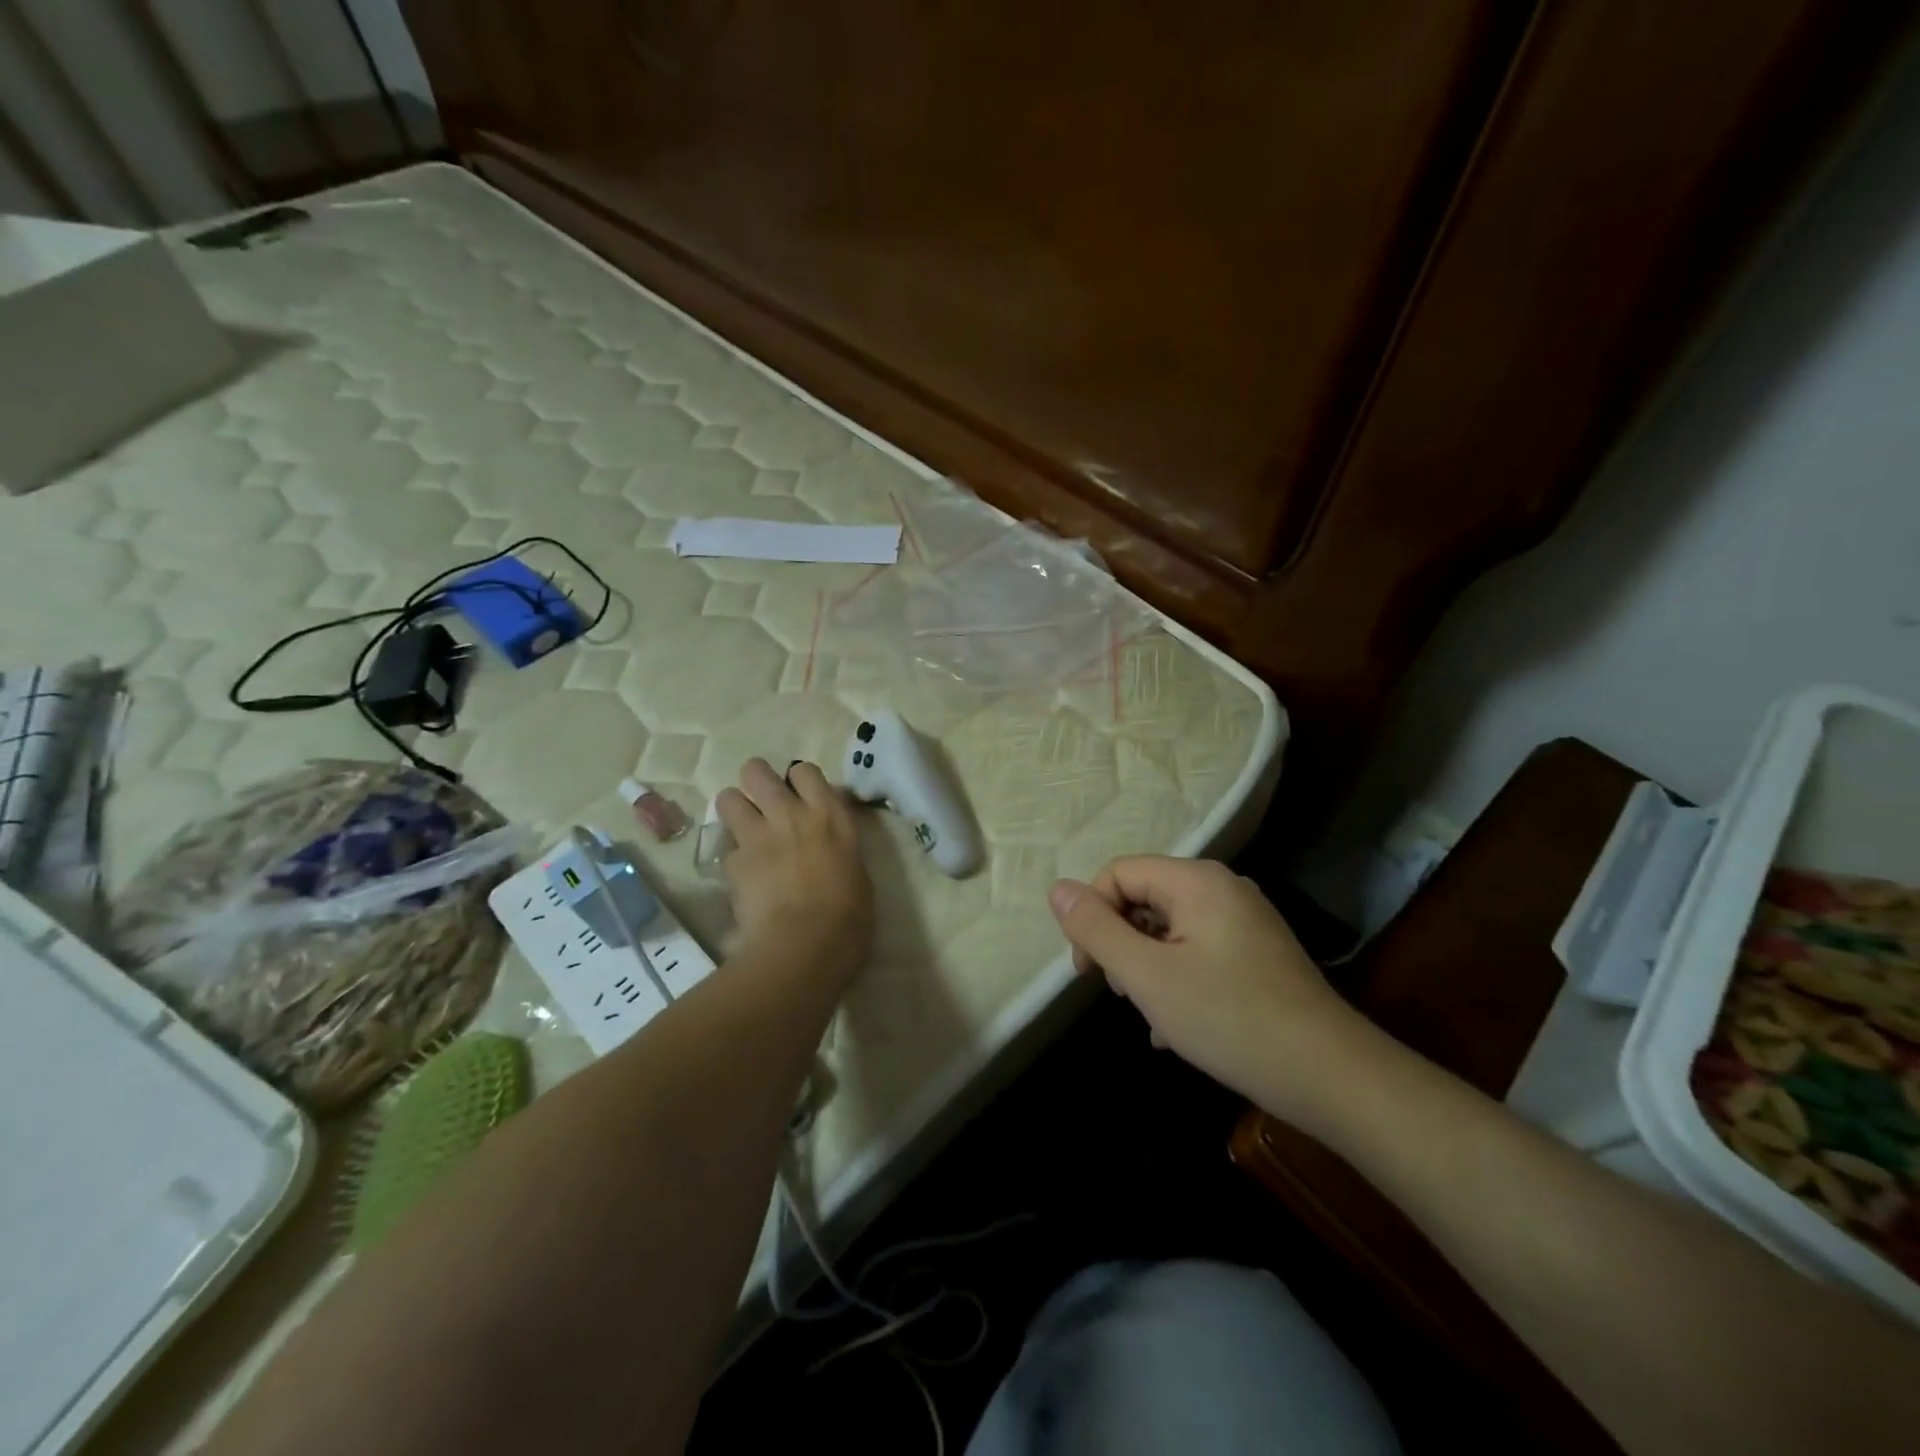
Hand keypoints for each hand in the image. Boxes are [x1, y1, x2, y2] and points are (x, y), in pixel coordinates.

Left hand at [717, 758, 873, 986]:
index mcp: (830, 815)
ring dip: (734, 810)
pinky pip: (725, 849)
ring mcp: (758, 836)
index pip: (805, 770)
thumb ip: (836, 846)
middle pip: (757, 771)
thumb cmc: (850, 915)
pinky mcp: (734, 863)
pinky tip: (741, 875)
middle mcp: (791, 814)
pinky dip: (731, 858)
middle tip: (762, 802)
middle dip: (755, 781)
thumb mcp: (856, 870)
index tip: (800, 796)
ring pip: (728, 798)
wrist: (807, 945)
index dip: (797, 780)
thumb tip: (825, 847)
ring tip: (743, 829)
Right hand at [1048, 856, 1370, 1122]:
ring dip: (1148, 967)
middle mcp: (1223, 889)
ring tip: (1154, 1016)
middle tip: (1126, 995)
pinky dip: (1178, 980)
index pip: (1119, 873)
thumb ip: (1096, 930)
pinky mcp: (1258, 954)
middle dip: (1122, 944)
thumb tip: (1057, 888)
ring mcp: (1245, 922)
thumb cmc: (1229, 1019)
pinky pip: (1198, 951)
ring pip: (1170, 929)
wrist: (1330, 1077)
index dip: (1093, 915)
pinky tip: (1176, 1029)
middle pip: (1144, 898)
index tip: (1089, 971)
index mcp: (1197, 881)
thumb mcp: (1148, 976)